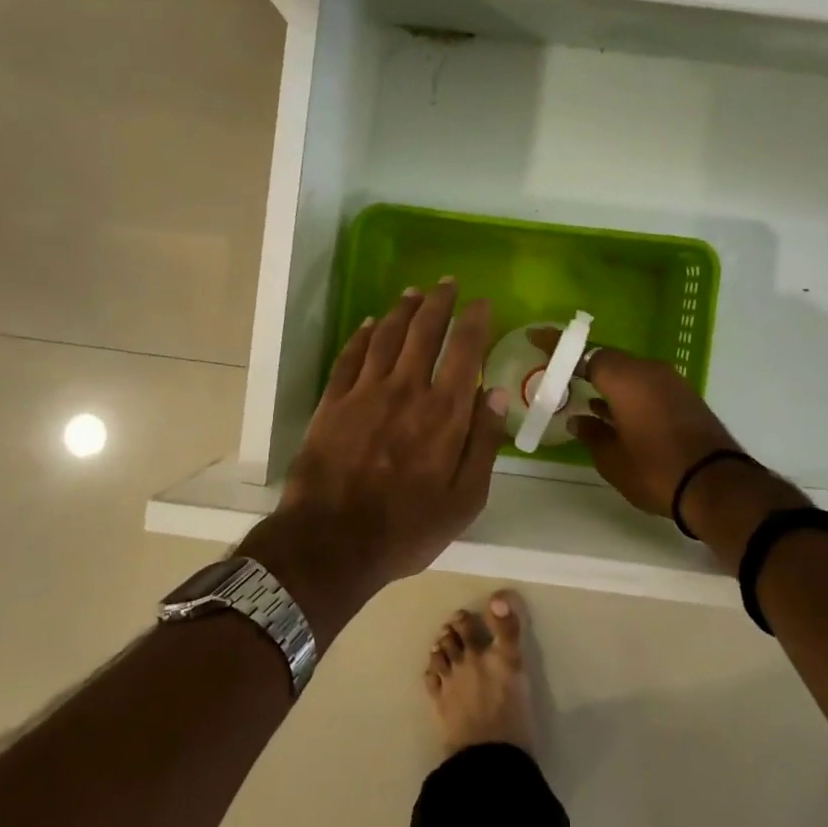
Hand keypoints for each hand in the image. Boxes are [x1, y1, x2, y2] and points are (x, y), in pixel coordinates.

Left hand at [266, 281, 508, 596]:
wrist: (331, 543)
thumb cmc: (407, 528)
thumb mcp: (465, 500)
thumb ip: (483, 443)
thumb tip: (495, 393)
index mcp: (444, 412)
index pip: (464, 350)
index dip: (475, 320)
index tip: (482, 302)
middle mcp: (406, 389)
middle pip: (424, 331)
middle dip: (439, 302)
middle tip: (447, 283)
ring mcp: (365, 392)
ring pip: (387, 336)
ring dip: (403, 309)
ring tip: (414, 292)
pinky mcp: (333, 402)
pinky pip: (350, 356)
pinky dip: (362, 335)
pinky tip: (370, 323)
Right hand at [532, 334, 740, 517]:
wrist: (716, 485)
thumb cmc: (655, 469)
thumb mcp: (612, 458)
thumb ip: (591, 434)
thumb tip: (577, 420)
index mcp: (626, 378)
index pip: (586, 352)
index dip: (559, 346)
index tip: (536, 337)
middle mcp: (649, 371)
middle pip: (609, 358)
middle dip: (582, 363)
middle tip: (557, 370)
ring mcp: (671, 383)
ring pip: (629, 372)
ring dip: (606, 380)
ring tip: (579, 391)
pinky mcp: (684, 398)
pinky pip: (645, 385)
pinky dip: (626, 393)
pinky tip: (611, 410)